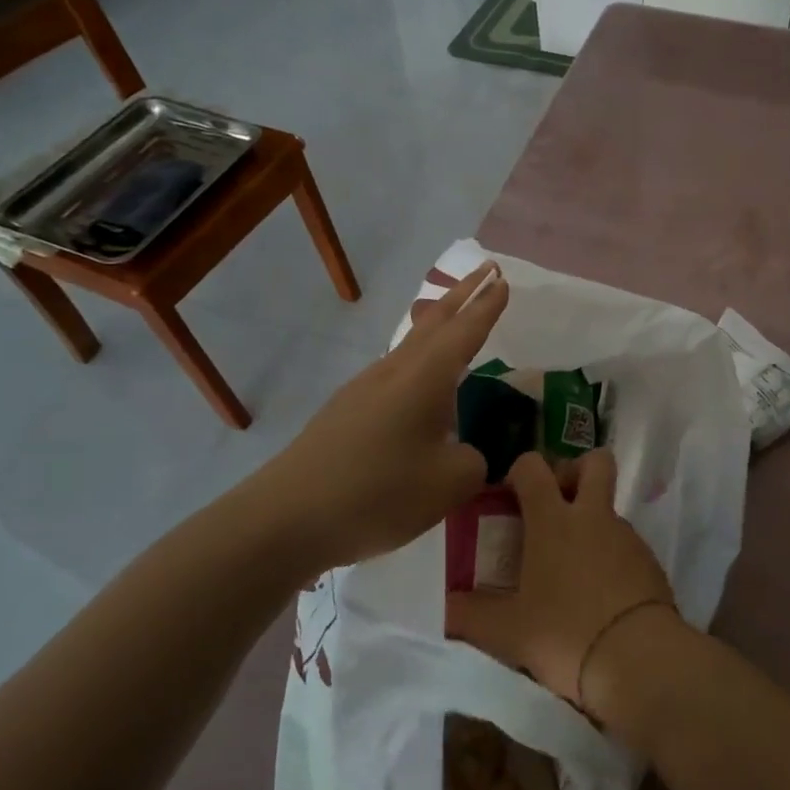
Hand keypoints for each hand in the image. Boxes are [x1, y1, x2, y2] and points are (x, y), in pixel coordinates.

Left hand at [248, 262, 508, 570]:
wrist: (286, 518)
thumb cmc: (378, 493)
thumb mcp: (450, 483)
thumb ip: (473, 461)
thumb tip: (464, 453)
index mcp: (426, 378)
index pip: (466, 330)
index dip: (488, 306)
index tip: (503, 280)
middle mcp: (395, 371)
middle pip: (434, 321)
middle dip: (463, 294)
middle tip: (486, 271)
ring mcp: (365, 389)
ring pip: (411, 344)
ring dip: (438, 324)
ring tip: (455, 317)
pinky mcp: (346, 412)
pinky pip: (395, 371)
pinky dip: (419, 359)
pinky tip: (421, 384)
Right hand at [447, 448, 679, 713]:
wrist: (639, 659)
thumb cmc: (565, 634)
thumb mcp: (507, 632)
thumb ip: (470, 616)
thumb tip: (445, 607)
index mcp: (553, 521)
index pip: (534, 467)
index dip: (520, 471)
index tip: (509, 497)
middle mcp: (593, 516)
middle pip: (594, 462)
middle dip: (574, 471)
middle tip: (555, 504)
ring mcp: (626, 535)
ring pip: (608, 507)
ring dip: (591, 522)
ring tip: (571, 568)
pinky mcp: (649, 560)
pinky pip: (625, 543)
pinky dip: (610, 555)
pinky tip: (599, 594)